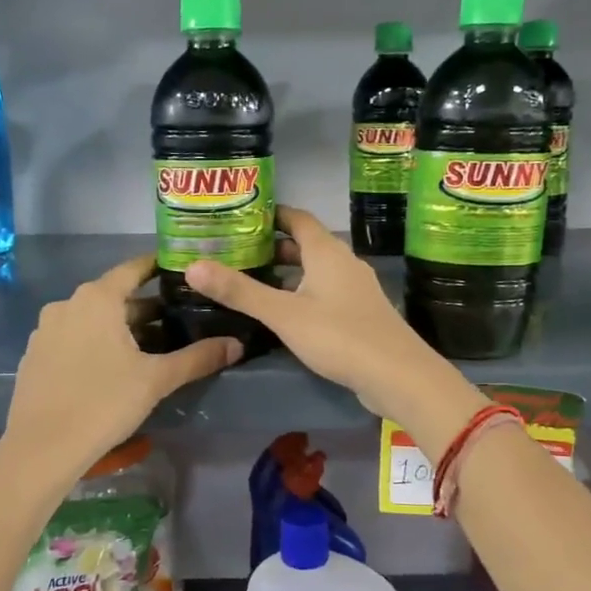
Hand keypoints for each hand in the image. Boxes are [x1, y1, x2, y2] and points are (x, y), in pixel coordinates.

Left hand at [5, 253, 241, 479]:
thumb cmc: (104, 402)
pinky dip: (96, 343)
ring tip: (152, 348)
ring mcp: (46, 330)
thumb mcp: (157, 379)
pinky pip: (73, 338)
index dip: (159, 267)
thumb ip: (198, 358)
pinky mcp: (36, 355)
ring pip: (93, 319)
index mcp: (97, 298)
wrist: (42, 448)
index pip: (134, 269)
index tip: (183, 271)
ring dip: (121, 328)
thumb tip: (236, 345)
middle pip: (115, 297)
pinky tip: (114, 368)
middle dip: (146, 308)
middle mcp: (67, 304)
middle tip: (179, 320)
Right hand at [184, 207, 485, 454]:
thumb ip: (240, 291)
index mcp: (327, 252)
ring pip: (316, 271)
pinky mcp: (361, 314)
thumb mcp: (283, 314)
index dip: (271, 214)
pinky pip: (326, 292)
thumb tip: (192, 266)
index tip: (241, 217)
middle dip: (274, 246)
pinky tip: (286, 314)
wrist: (398, 375)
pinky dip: (303, 293)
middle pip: (306, 245)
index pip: (297, 218)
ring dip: (289, 272)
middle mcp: (344, 263)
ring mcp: (356, 289)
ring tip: (255, 281)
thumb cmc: (339, 336)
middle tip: (238, 252)